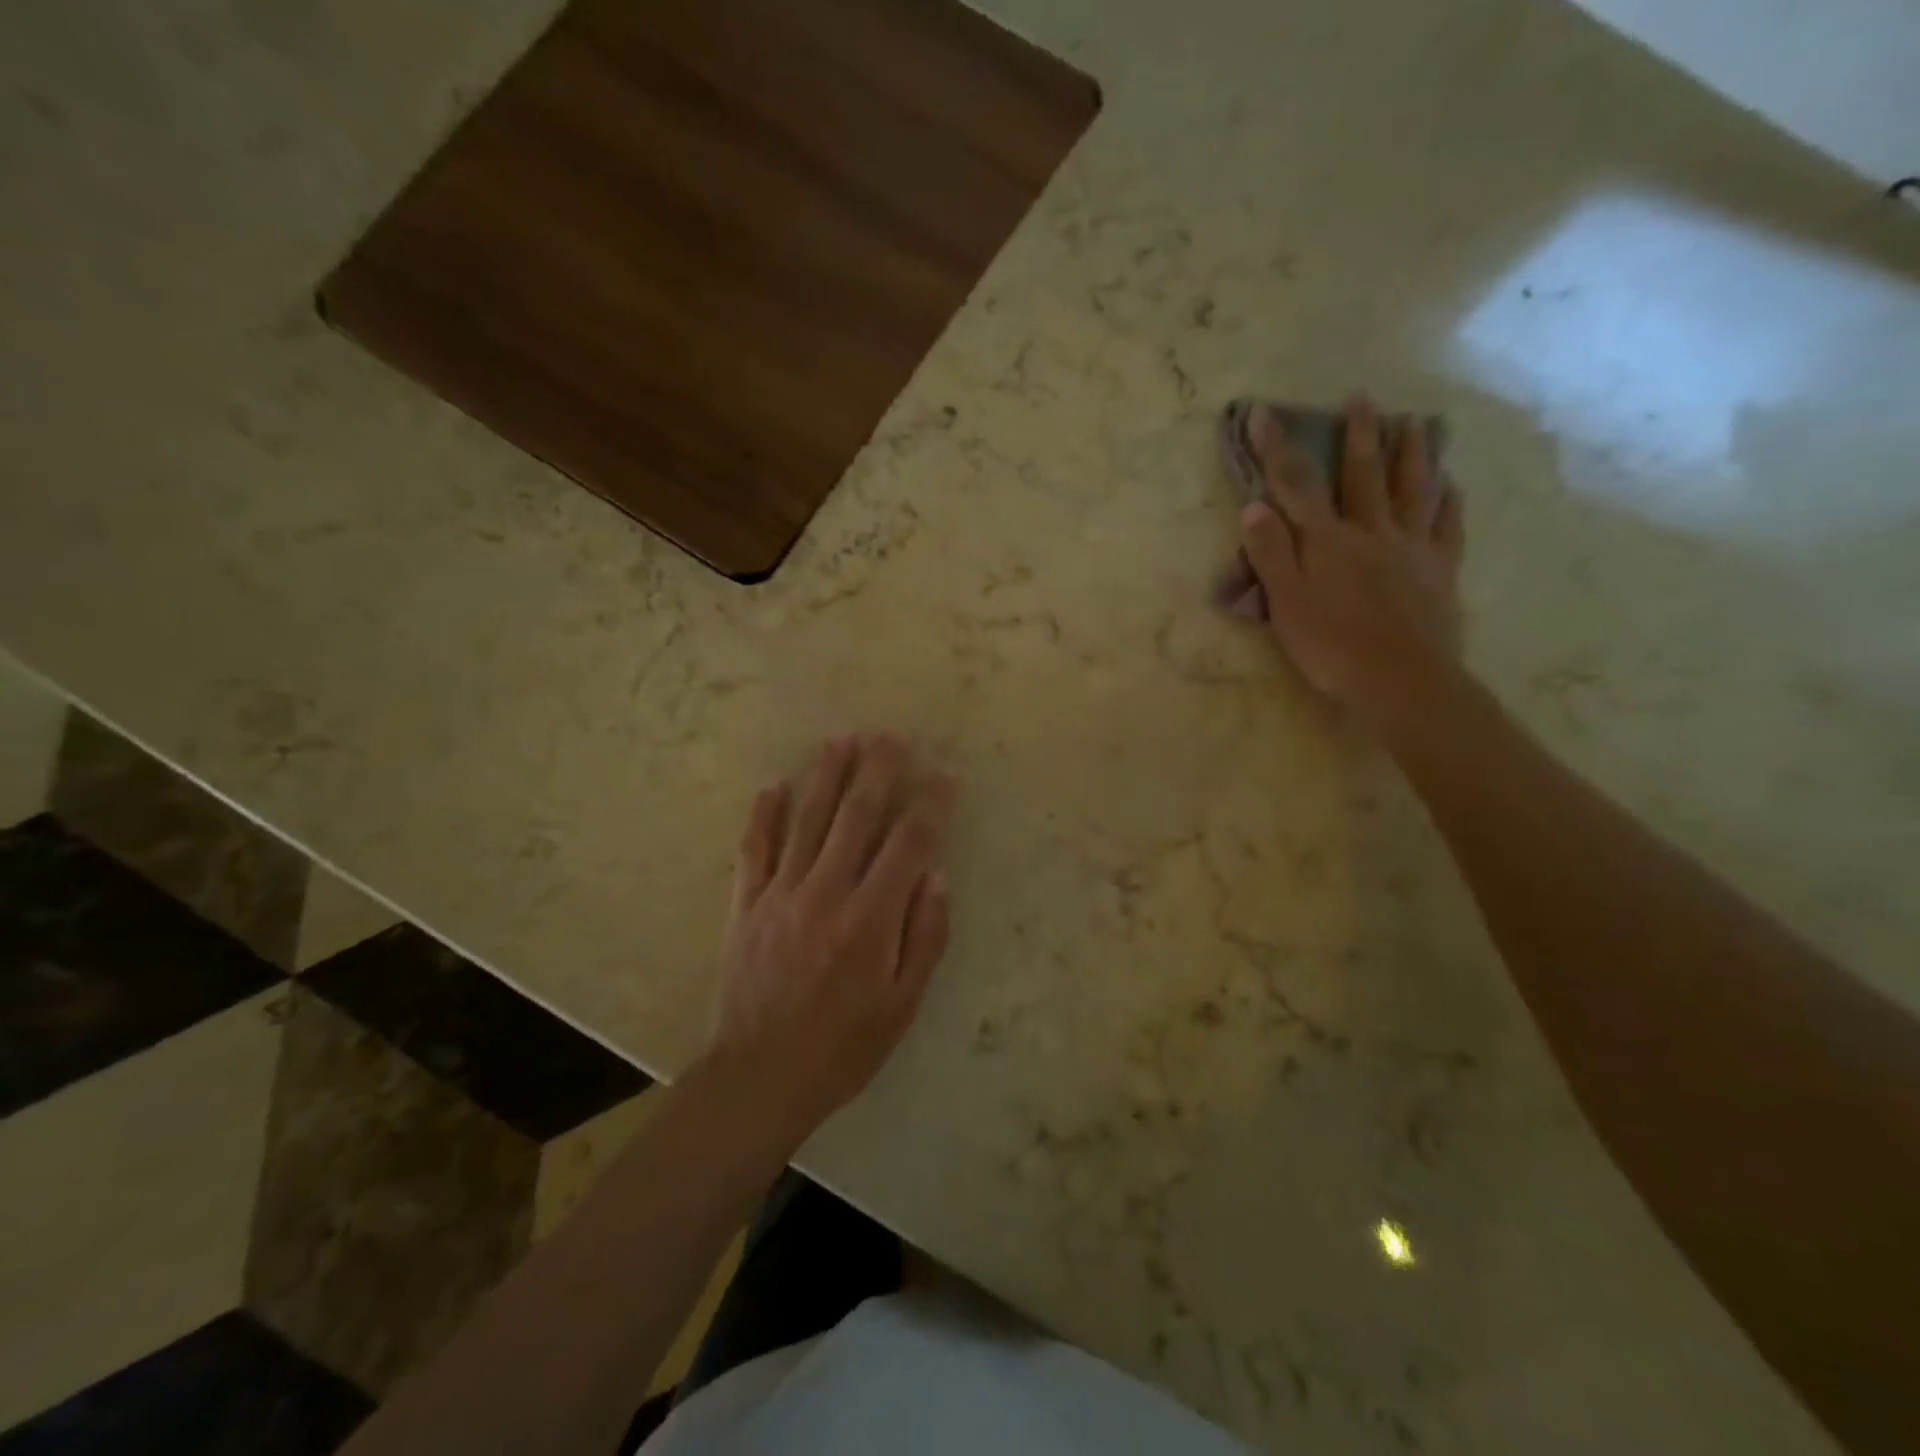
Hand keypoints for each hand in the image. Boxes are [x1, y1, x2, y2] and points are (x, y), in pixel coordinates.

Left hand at [703, 734, 954, 1134]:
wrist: (760, 1078)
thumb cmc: (844, 1047)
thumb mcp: (903, 1005)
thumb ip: (924, 937)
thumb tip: (935, 876)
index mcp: (870, 921)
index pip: (908, 846)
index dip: (930, 807)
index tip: (944, 777)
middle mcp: (825, 894)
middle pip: (856, 817)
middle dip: (877, 772)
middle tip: (890, 737)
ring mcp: (780, 895)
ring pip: (807, 820)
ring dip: (826, 776)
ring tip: (841, 739)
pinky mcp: (746, 905)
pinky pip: (754, 849)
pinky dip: (764, 815)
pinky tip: (774, 786)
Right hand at [1238, 396, 1464, 717]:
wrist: (1400, 679)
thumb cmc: (1332, 645)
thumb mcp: (1286, 602)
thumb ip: (1271, 553)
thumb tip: (1254, 505)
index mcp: (1328, 541)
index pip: (1297, 485)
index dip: (1277, 448)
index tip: (1263, 411)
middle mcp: (1371, 532)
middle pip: (1364, 475)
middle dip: (1358, 435)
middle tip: (1361, 397)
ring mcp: (1412, 548)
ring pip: (1413, 490)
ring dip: (1412, 453)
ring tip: (1414, 423)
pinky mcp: (1439, 570)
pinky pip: (1447, 525)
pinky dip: (1448, 501)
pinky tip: (1451, 484)